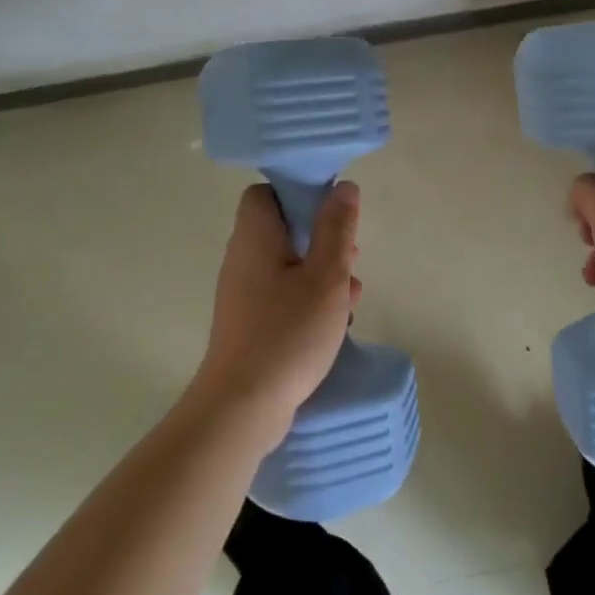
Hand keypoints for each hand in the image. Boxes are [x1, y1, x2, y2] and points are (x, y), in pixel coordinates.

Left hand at [191, 180, 362, 450]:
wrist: (242, 408)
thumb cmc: (287, 333)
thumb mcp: (325, 276)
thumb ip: (336, 229)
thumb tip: (343, 187)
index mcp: (256, 238)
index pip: (265, 193)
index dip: (297, 192)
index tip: (330, 209)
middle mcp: (244, 259)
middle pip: (282, 228)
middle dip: (321, 237)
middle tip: (350, 254)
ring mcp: (245, 294)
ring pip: (289, 264)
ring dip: (322, 272)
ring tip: (352, 292)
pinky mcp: (251, 323)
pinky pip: (284, 295)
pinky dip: (310, 299)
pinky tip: (337, 322)